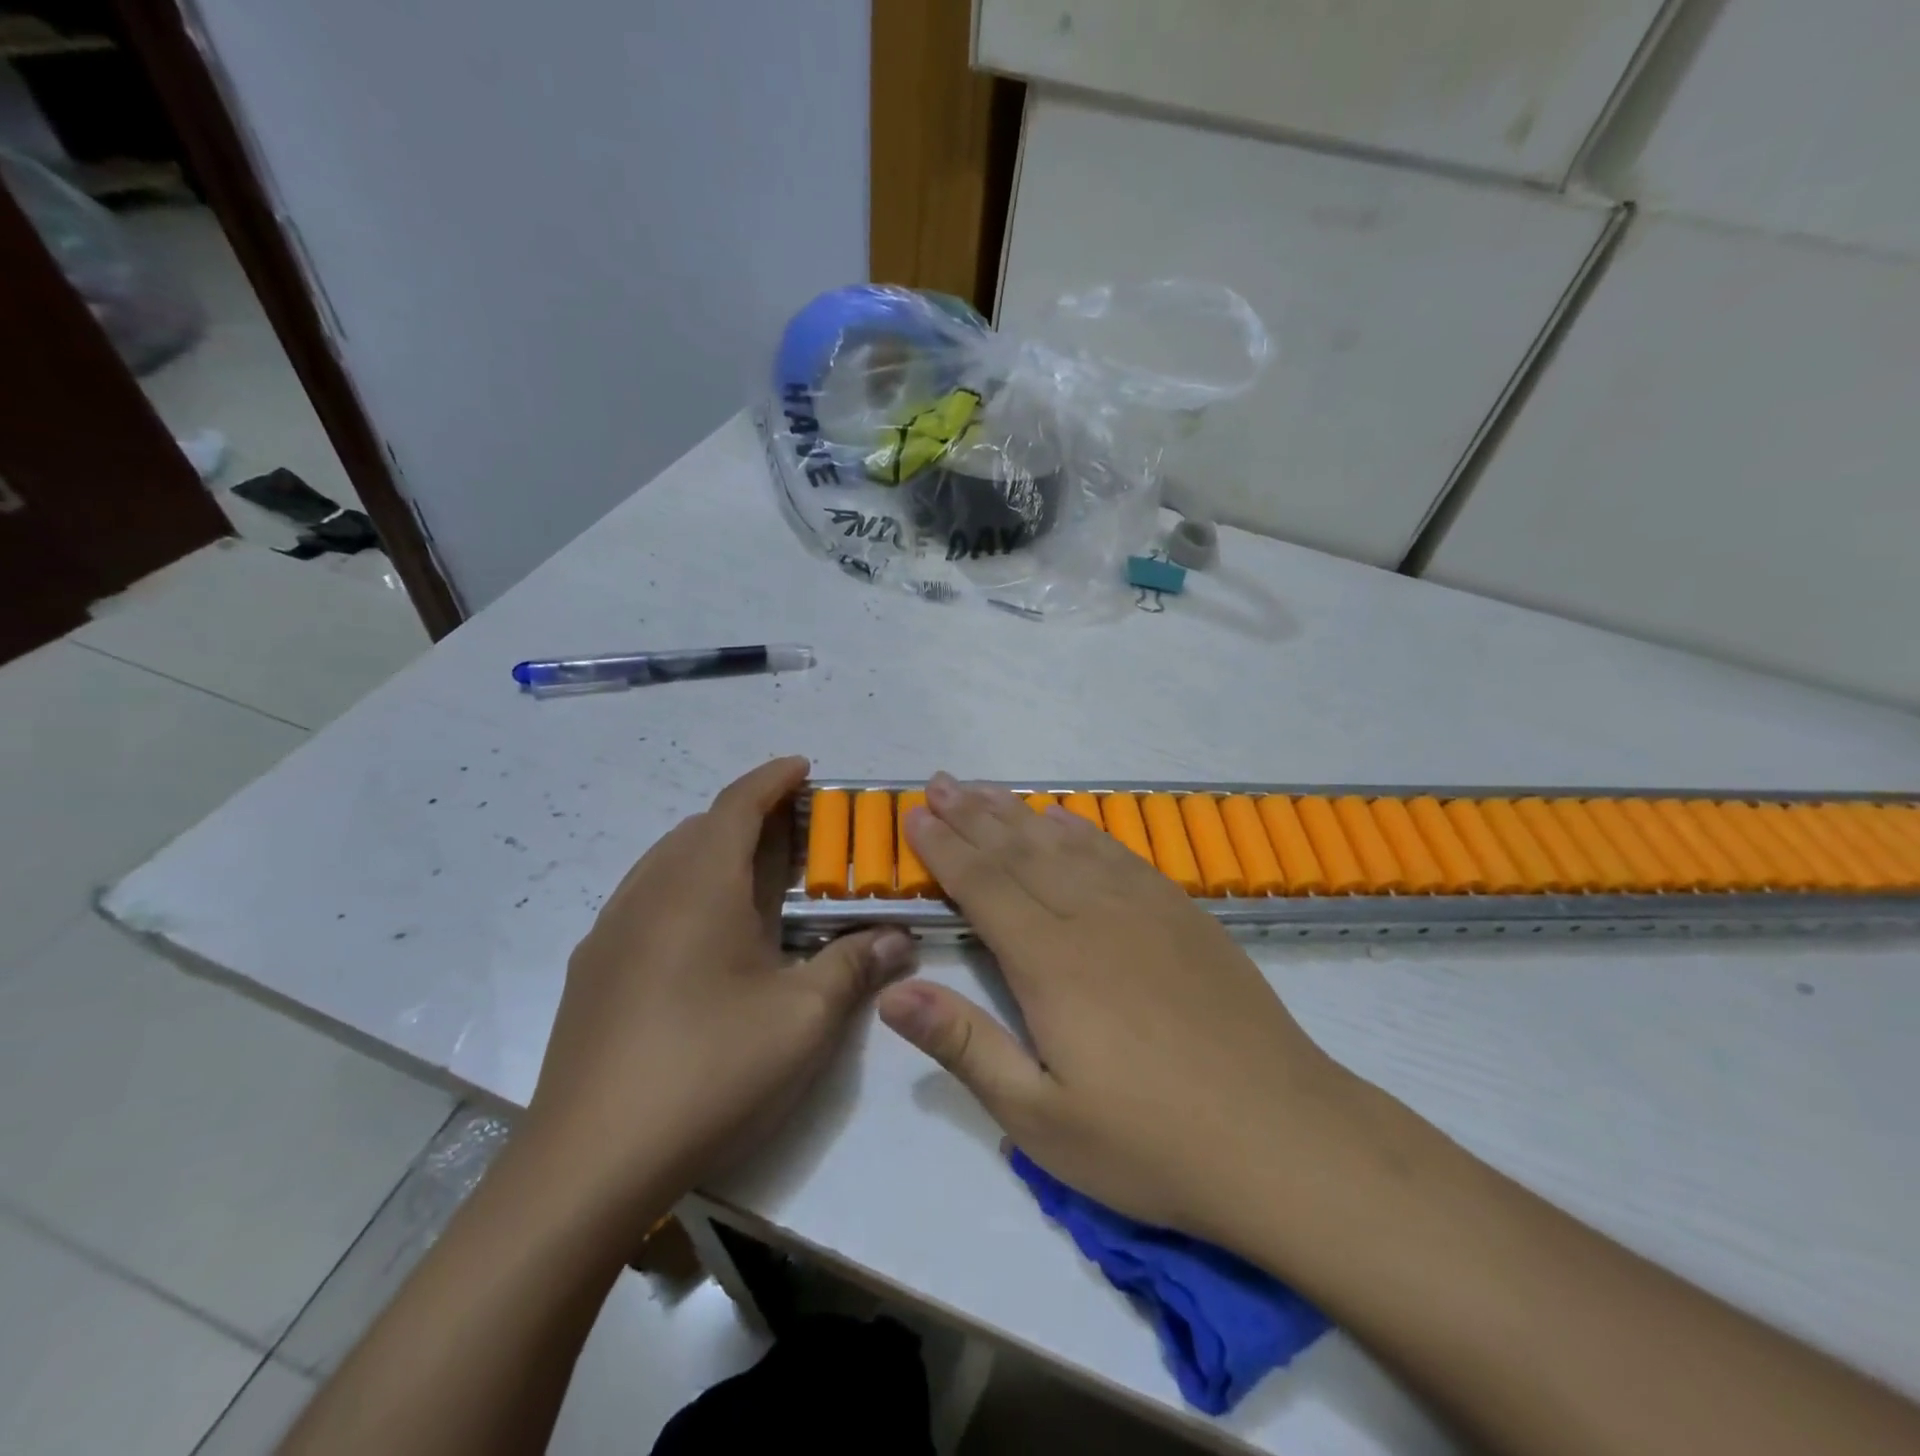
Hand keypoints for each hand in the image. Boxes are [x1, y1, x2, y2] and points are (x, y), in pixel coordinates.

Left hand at [526, 757, 913, 1219]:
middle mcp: (648, 892)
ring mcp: (611, 931)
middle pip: (701, 828)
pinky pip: (645, 900)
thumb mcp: (803, 1017)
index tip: (804, 768)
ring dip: (714, 851)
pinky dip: (684, 889)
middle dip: (750, 816)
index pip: (737, 804)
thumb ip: (855, 963)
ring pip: (668, 862)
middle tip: (797, 833)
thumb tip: (899, 937)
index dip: (773, 778)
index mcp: (698, 886)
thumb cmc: (709, 1069)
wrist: (587, 1164)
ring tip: (756, 877)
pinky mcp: (592, 971)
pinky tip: (705, 936)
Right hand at [877, 774, 1364, 1249]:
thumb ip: (965, 1045)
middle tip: (939, 782)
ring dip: (1019, 813)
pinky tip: (1067, 820)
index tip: (915, 816)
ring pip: (1066, 844)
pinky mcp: (1184, 914)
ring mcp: (1144, 909)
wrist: (1282, 1137)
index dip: (945, 848)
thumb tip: (893, 991)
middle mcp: (1092, 917)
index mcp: (1050, 962)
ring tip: (984, 788)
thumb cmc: (1150, 1140)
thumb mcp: (1040, 1119)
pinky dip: (1084, 831)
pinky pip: (1120, 854)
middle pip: (1019, 852)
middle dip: (972, 814)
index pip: (983, 886)